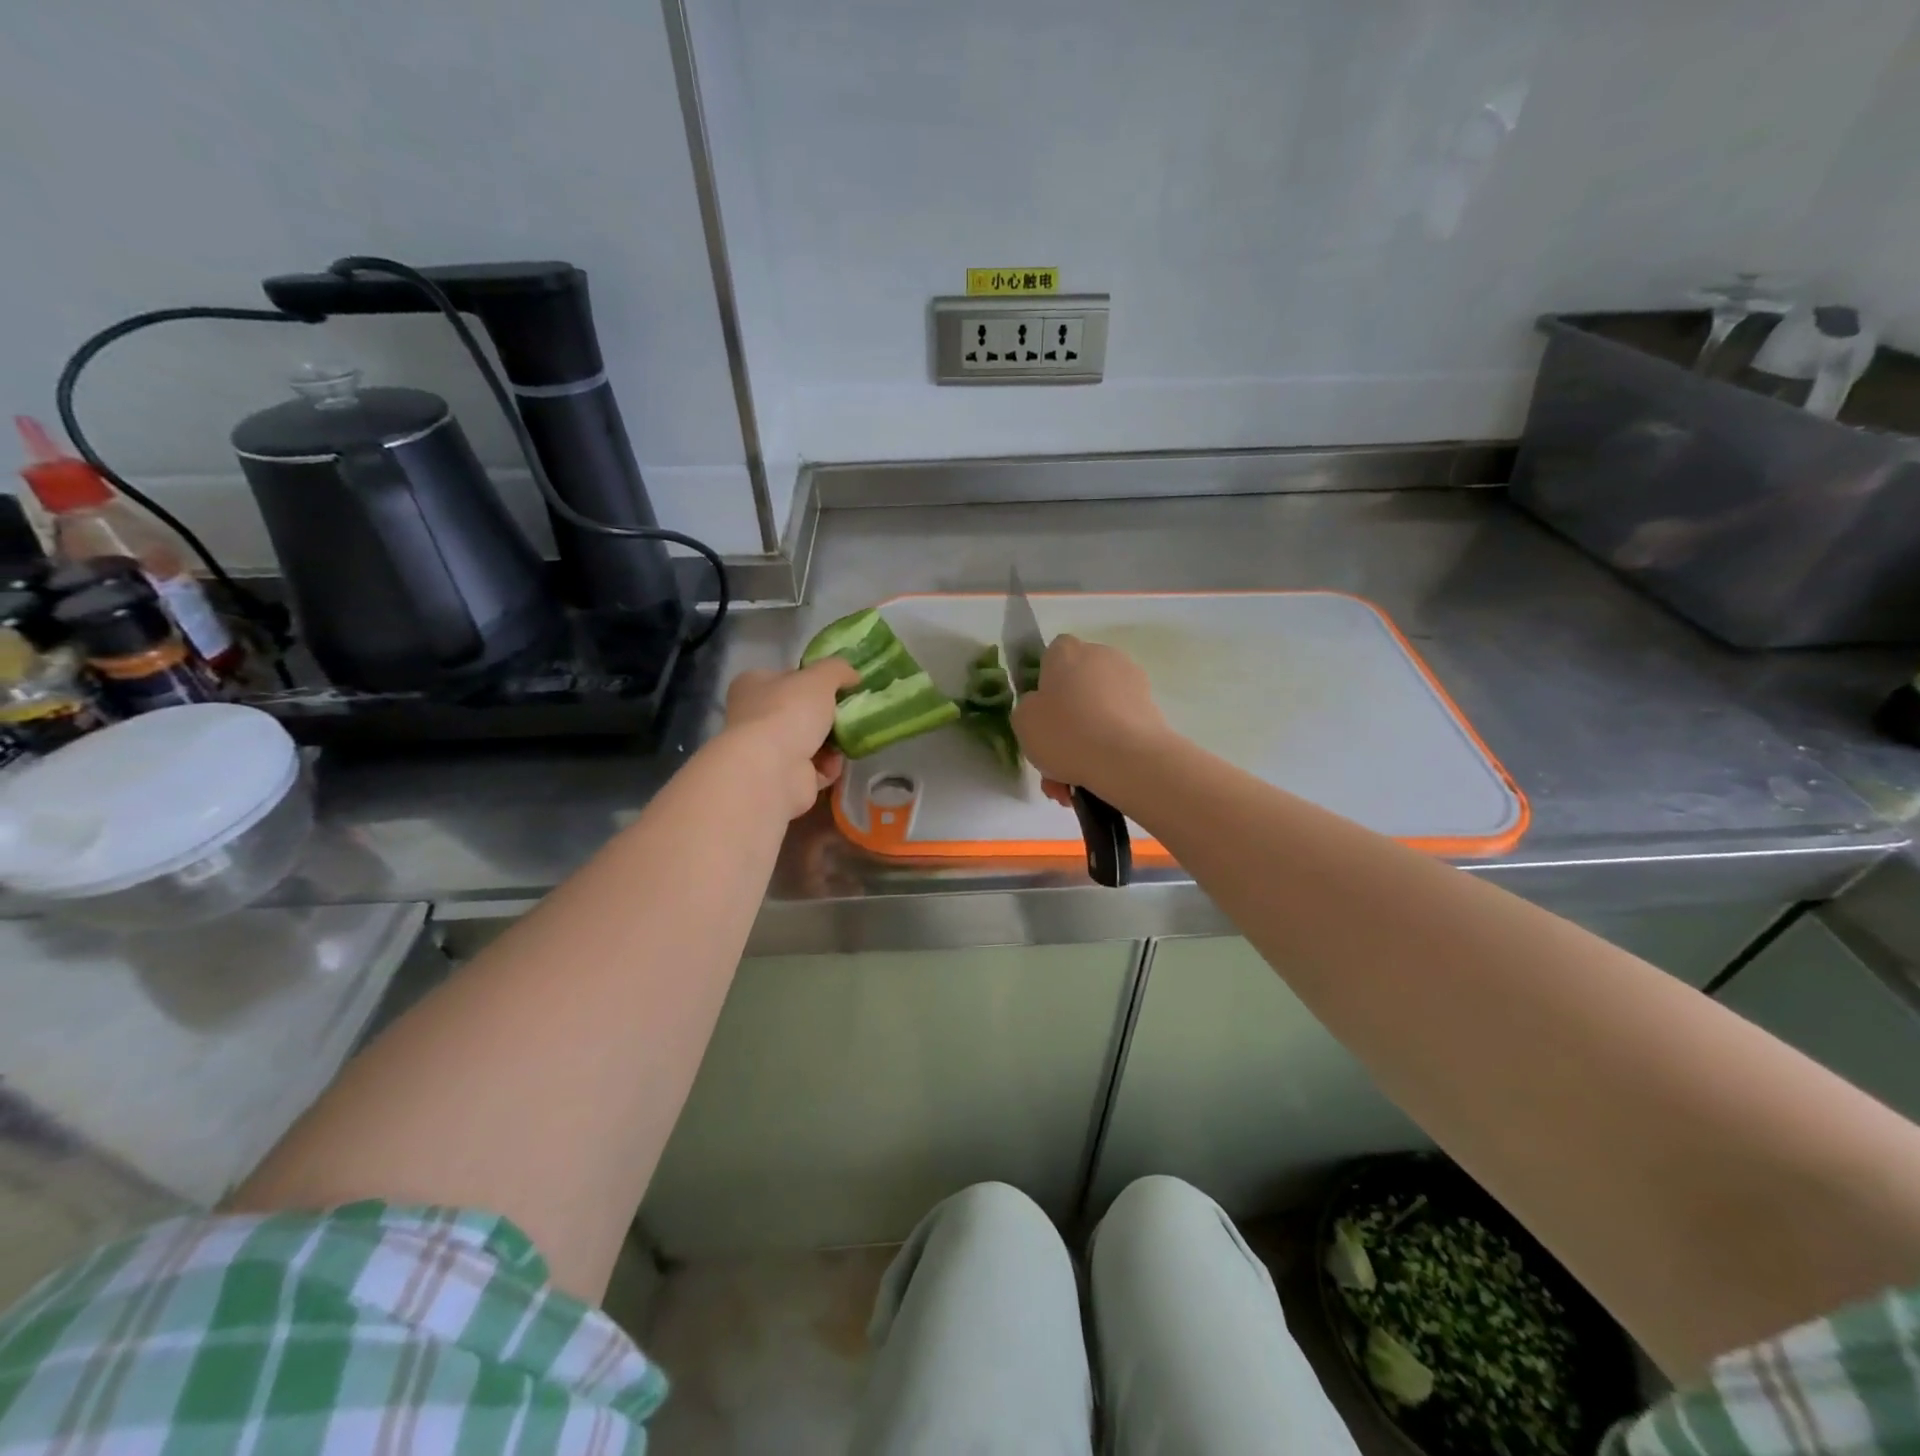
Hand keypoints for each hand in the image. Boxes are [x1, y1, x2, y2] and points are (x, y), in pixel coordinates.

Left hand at [724, 659, 859, 819]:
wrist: (773, 770)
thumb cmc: (789, 712)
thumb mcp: (820, 677)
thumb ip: (838, 670)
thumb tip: (853, 676)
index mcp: (753, 685)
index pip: (787, 678)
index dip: (814, 680)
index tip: (839, 687)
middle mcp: (754, 716)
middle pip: (802, 712)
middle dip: (828, 716)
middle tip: (849, 714)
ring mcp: (766, 750)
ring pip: (810, 742)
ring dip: (832, 743)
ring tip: (846, 741)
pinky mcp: (782, 778)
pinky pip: (814, 769)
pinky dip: (827, 767)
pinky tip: (832, 765)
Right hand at [1011, 635, 1171, 804]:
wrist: (1127, 759)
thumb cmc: (1066, 732)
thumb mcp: (1023, 721)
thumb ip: (1028, 707)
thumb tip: (1043, 707)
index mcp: (1067, 651)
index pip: (1052, 656)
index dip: (1044, 685)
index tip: (1041, 715)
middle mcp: (1102, 656)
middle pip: (1077, 687)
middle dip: (1067, 722)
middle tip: (1055, 758)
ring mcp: (1132, 682)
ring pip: (1098, 713)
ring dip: (1086, 743)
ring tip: (1072, 783)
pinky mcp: (1152, 709)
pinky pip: (1119, 728)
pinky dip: (1108, 750)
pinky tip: (1095, 781)